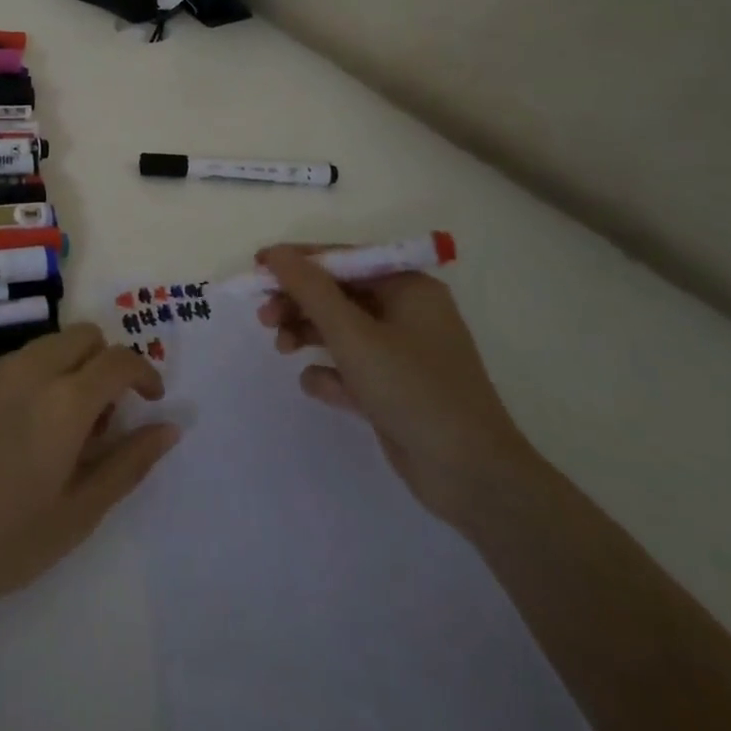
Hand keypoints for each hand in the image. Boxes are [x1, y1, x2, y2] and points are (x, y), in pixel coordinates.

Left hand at [0, 324, 178, 612]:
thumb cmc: (8, 539)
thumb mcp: (81, 510)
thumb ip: (130, 462)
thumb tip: (169, 427)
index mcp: (65, 400)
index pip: (118, 360)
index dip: (144, 373)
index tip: (151, 401)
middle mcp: (32, 370)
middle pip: (85, 335)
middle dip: (106, 362)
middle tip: (103, 418)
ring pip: (51, 344)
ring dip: (72, 366)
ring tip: (63, 427)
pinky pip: (20, 359)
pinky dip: (40, 374)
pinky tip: (25, 429)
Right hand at [256, 245, 539, 524]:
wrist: (472, 477)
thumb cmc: (412, 389)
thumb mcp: (353, 334)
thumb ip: (309, 289)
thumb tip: (275, 253)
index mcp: (408, 288)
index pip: (343, 259)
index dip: (298, 261)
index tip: (257, 269)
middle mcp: (407, 313)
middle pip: (338, 294)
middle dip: (299, 303)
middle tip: (263, 317)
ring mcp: (402, 353)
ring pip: (341, 330)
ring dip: (307, 334)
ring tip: (281, 349)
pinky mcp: (394, 389)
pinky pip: (351, 367)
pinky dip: (330, 372)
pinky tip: (318, 385)